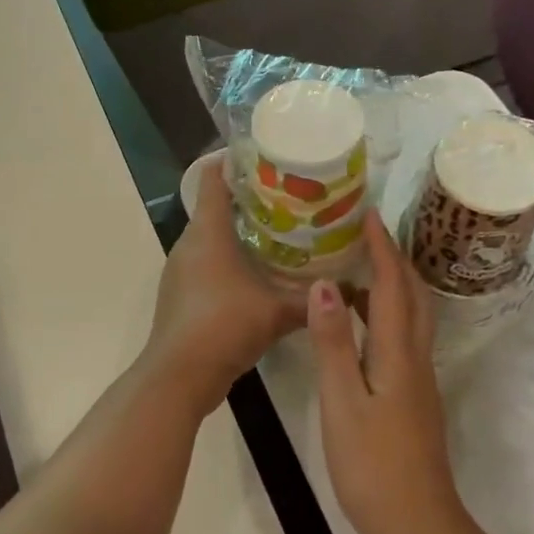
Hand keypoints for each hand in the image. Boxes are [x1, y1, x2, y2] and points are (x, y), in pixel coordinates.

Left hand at [142, 163, 305, 416]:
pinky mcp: (183, 294)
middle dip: (251, 198)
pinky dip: (232, 260)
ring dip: (242, 232)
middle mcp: (190, 243)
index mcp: (208, 232)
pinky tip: (261, 275)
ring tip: (283, 233)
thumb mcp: (277, 311)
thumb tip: (354, 289)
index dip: (234, 160)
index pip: (212, 178)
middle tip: (291, 198)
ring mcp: (182, 270)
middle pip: (217, 206)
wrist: (179, 377)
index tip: (267, 156)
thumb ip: (314, 299)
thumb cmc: (224, 327)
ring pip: (213, 237)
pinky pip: (209, 263)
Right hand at [307, 217, 473, 533]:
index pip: (392, 284)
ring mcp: (419, 378)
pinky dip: (383, 315)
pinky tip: (356, 325)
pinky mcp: (414, 396)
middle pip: (411, 293)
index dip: (381, 247)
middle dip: (392, 257)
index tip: (365, 213)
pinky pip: (402, 337)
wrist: (418, 527)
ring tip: (352, 269)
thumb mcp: (343, 404)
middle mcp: (416, 357)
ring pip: (410, 316)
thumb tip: (326, 284)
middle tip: (361, 233)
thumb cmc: (373, 467)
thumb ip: (333, 343)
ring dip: (389, 285)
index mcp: (399, 353)